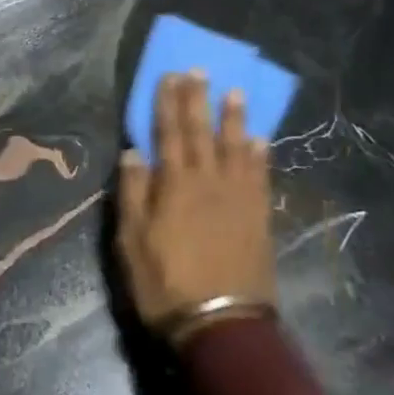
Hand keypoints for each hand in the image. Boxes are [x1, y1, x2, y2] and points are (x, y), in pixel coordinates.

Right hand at [116, 72, 275, 341]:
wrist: (222, 324)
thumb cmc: (167, 284)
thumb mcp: (132, 242)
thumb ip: (133, 193)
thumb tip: (133, 152)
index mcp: (174, 184)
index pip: (168, 133)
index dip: (168, 102)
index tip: (170, 75)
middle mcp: (208, 181)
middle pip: (201, 132)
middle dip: (198, 99)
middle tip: (200, 70)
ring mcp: (238, 197)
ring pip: (235, 146)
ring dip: (234, 118)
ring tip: (235, 92)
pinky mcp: (258, 215)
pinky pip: (261, 175)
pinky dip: (260, 154)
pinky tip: (261, 139)